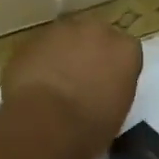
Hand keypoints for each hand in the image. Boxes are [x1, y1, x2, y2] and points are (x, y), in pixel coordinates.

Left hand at [2, 18, 141, 152]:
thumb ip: (114, 89)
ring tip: (55, 83)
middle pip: (96, 37)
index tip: (108, 86)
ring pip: (66, 38)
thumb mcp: (118, 111)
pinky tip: (35, 84)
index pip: (126, 52)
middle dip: (90, 53)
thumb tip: (102, 90)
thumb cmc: (90, 126)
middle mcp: (98, 31)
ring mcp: (62, 31)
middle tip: (82, 80)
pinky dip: (40, 61)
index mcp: (126, 49)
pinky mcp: (32, 39)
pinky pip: (41, 48)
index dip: (115, 69)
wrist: (45, 123)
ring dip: (63, 54)